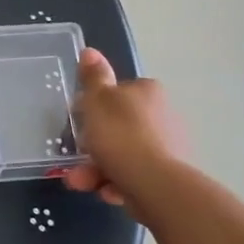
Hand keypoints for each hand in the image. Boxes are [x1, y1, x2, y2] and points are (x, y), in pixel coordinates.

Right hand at [61, 48, 184, 206]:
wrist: (156, 184)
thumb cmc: (121, 135)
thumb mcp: (97, 101)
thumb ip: (93, 77)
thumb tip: (90, 51)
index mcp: (148, 92)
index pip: (118, 93)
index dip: (95, 108)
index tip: (80, 122)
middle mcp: (163, 115)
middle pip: (118, 127)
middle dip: (93, 146)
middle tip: (74, 160)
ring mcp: (169, 147)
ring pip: (123, 155)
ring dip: (98, 169)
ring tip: (80, 183)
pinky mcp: (169, 176)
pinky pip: (135, 176)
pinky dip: (117, 183)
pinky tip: (106, 193)